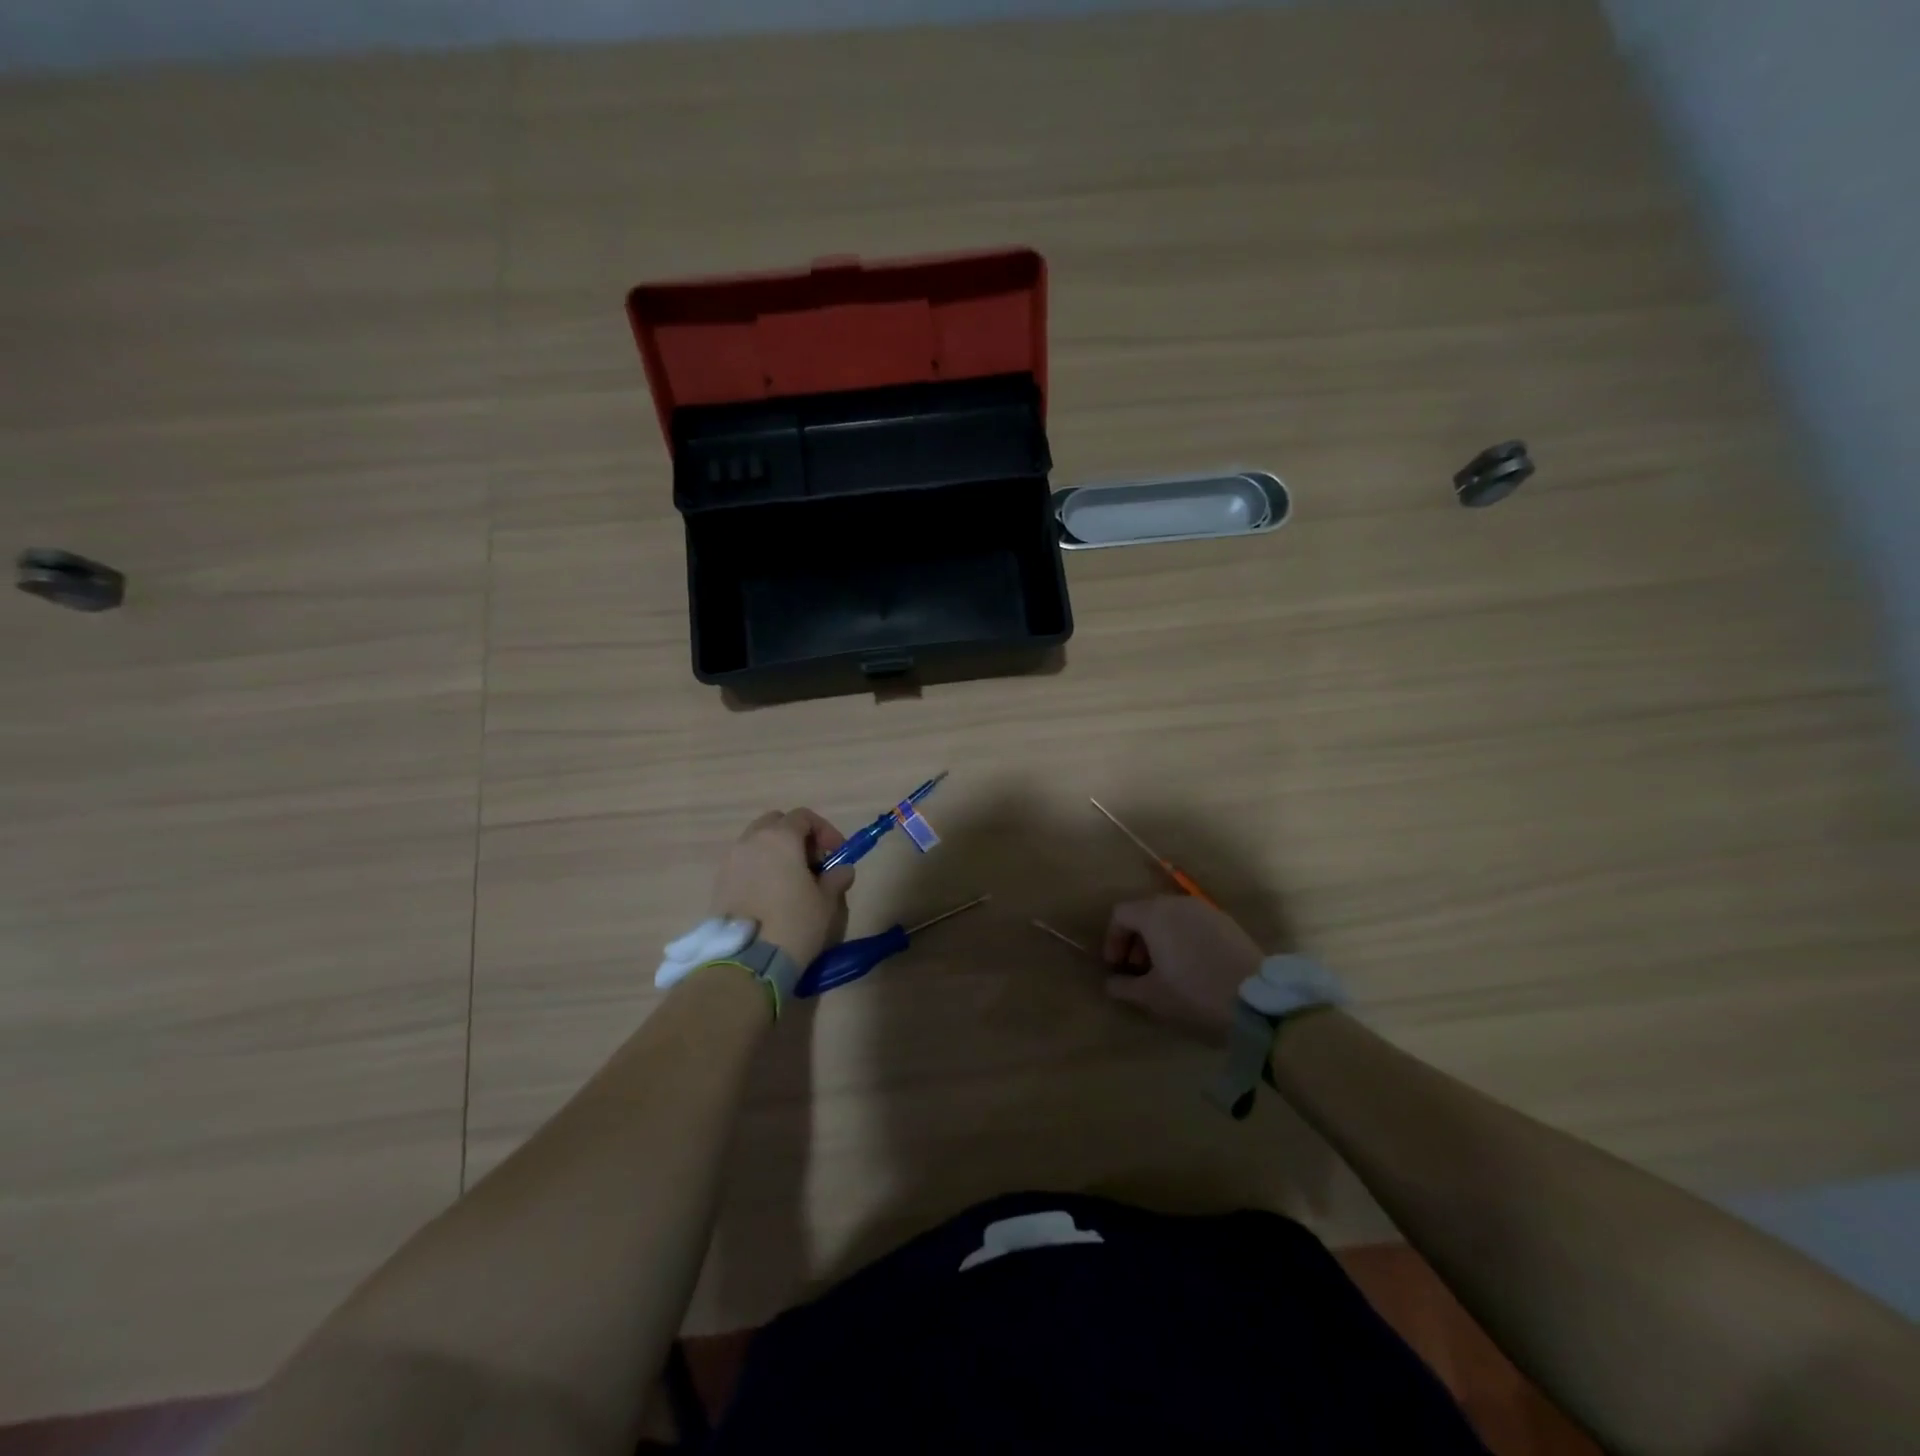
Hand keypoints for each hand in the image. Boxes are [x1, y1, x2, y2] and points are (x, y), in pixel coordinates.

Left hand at [711, 809, 853, 967]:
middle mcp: (751, 841)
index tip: (837, 853)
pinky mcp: (718, 884)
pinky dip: (758, 870)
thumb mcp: (826, 902)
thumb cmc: (794, 923)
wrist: (747, 961)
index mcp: (780, 838)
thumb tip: (842, 870)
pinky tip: (771, 896)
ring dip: (775, 853)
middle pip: (775, 824)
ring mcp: (730, 862)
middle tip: (813, 863)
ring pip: (756, 843)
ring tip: (791, 882)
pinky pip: (743, 864)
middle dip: (796, 836)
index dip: (824, 831)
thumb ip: (836, 879)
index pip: (803, 817)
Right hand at [1102, 896, 1264, 1046]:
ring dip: (1159, 939)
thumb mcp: (1152, 997)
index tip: (1116, 967)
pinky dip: (1182, 938)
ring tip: (1164, 970)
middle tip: (1138, 969)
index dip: (1112, 939)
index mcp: (1155, 914)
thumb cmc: (1195, 993)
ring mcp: (1206, 910)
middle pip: (1146, 912)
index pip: (1121, 914)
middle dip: (1136, 939)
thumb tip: (1111, 983)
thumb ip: (1124, 987)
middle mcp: (1178, 903)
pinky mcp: (1227, 922)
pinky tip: (1191, 967)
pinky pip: (1193, 923)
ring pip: (1171, 916)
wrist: (1258, 1001)